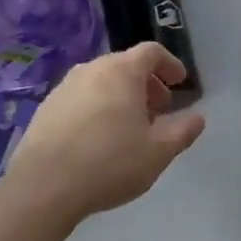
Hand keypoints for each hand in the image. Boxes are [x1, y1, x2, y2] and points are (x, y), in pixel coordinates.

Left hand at [4, 43, 205, 223]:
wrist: (43, 188)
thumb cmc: (110, 163)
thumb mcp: (158, 152)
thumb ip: (183, 131)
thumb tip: (197, 118)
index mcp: (121, 72)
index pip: (151, 52)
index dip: (170, 64)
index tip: (180, 83)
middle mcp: (90, 70)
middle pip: (125, 65)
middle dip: (146, 83)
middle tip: (159, 109)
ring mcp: (63, 88)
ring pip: (100, 81)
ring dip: (121, 95)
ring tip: (130, 126)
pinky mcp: (45, 109)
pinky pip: (80, 98)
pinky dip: (97, 107)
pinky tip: (99, 138)